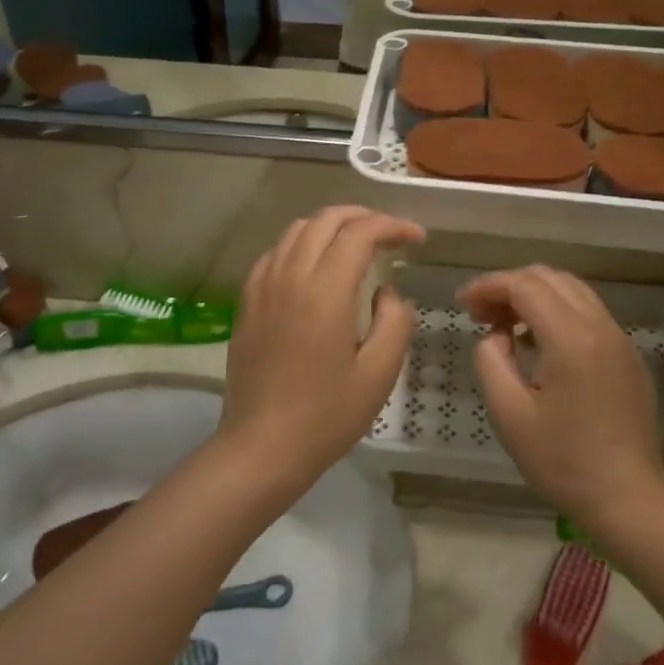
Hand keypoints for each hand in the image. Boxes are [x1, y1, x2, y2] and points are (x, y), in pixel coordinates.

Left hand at [220, 207, 425, 495]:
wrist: (260, 447)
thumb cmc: (325, 416)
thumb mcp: (379, 374)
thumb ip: (394, 322)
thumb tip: (385, 291)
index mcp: (324, 291)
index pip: (360, 233)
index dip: (392, 226)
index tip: (416, 238)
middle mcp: (290, 276)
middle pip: (326, 220)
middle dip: (363, 217)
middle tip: (390, 234)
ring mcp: (262, 286)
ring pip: (297, 230)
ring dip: (331, 226)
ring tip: (356, 243)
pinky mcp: (247, 301)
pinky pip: (275, 252)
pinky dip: (301, 244)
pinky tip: (314, 265)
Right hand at [460, 267, 663, 529]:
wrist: (627, 499)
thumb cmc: (563, 461)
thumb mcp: (509, 414)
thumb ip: (491, 361)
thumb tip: (497, 336)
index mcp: (571, 338)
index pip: (525, 285)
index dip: (488, 286)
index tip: (463, 305)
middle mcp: (600, 327)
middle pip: (550, 278)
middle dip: (509, 286)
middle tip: (481, 314)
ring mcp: (620, 340)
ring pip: (573, 291)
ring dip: (535, 295)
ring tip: (506, 324)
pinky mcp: (628, 356)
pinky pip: (589, 313)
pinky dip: (558, 311)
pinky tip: (539, 342)